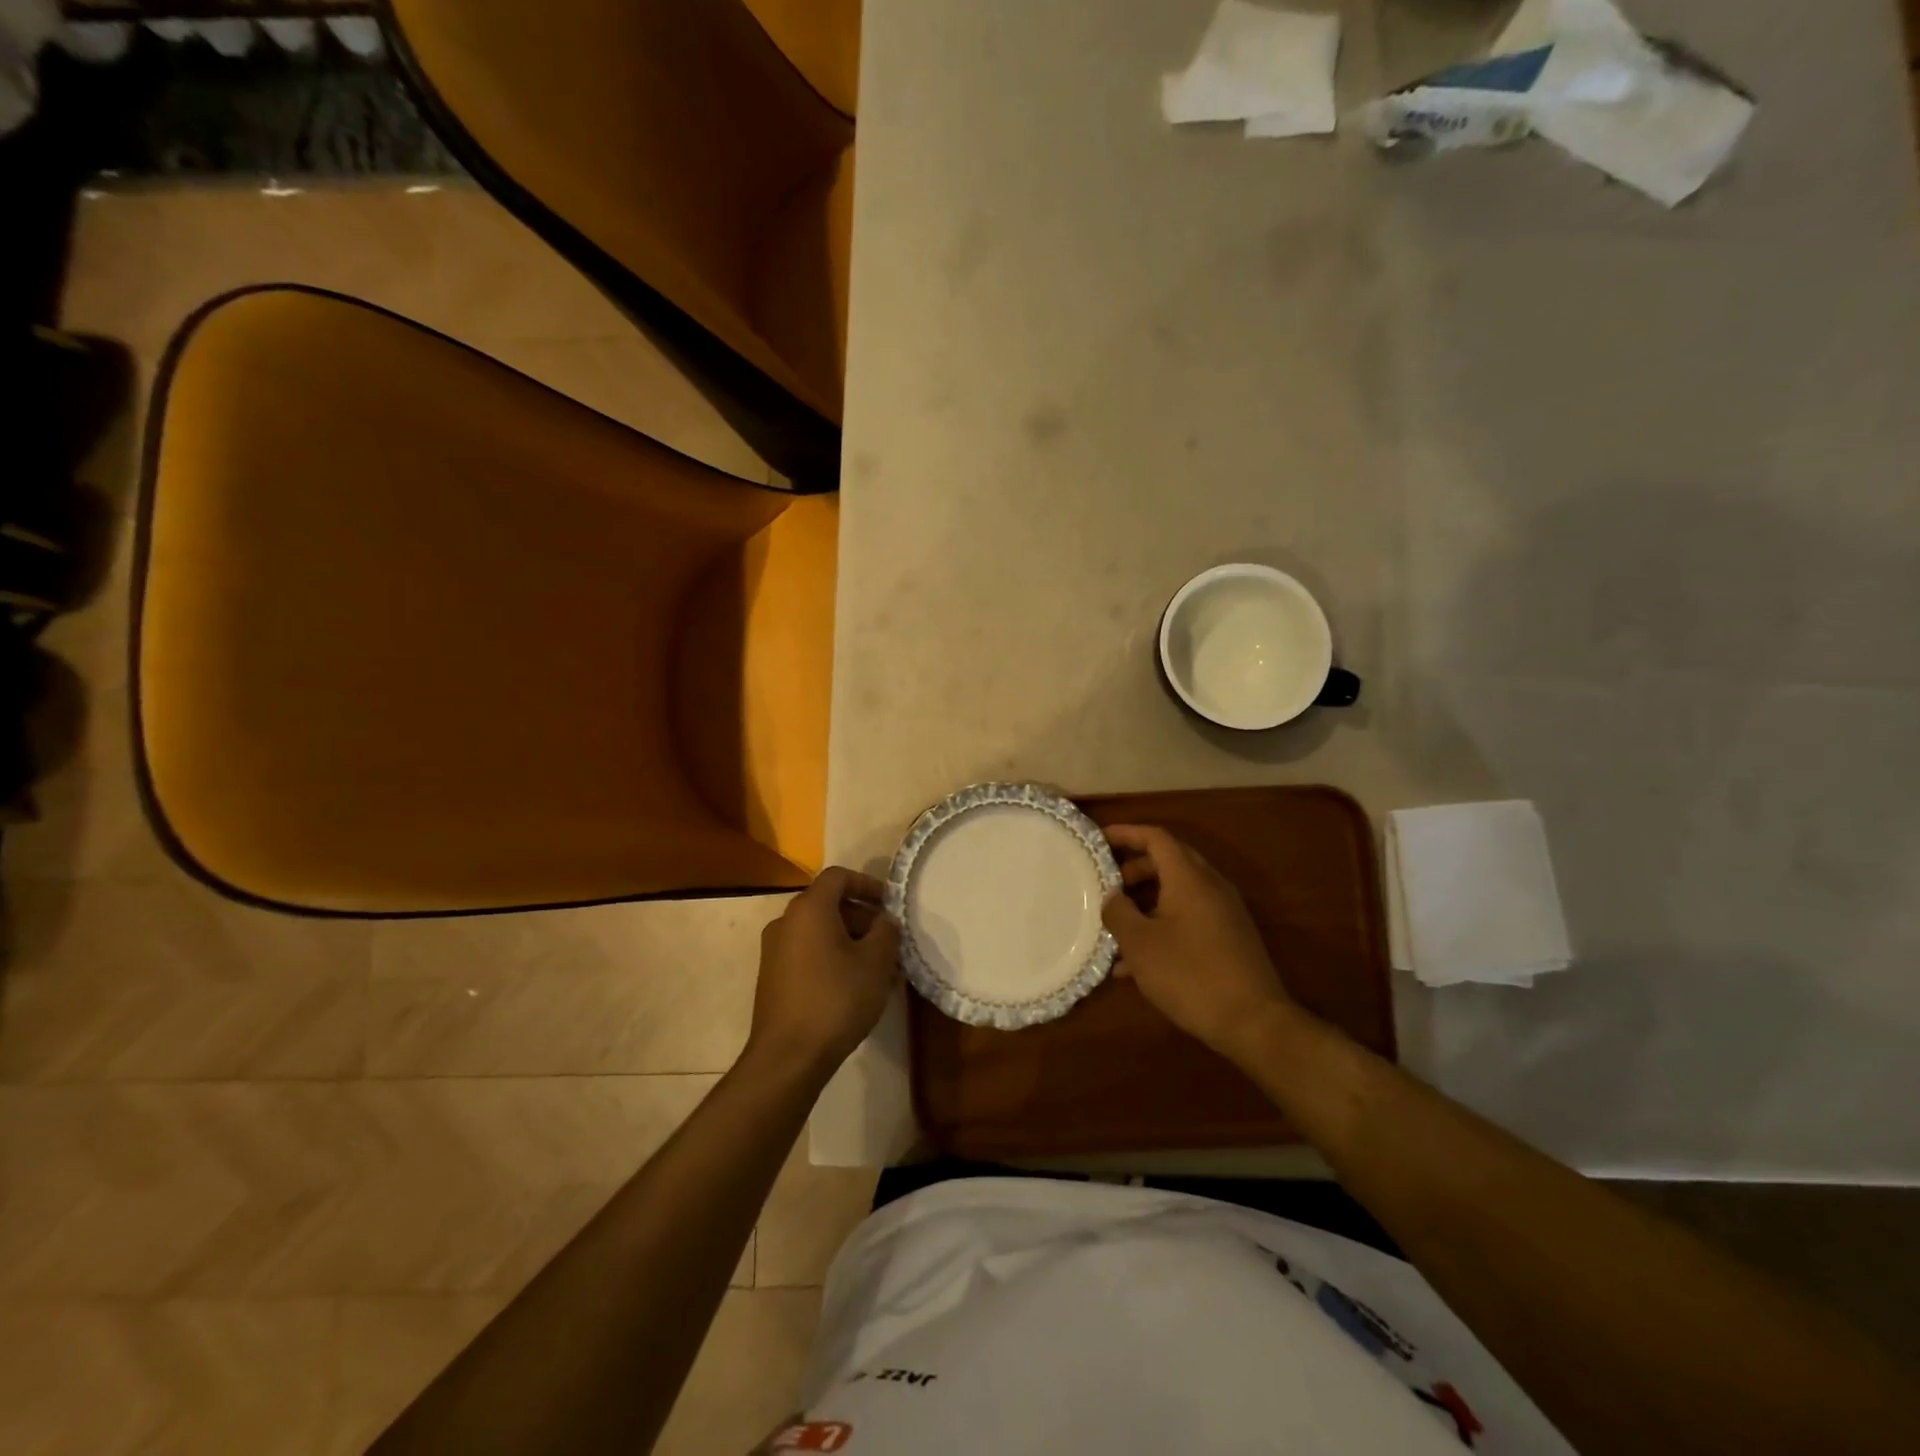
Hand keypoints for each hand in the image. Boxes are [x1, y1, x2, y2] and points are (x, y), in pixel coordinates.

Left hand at [746, 867, 901, 1080]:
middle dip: (863, 918)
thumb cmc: (836, 999)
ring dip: (850, 941)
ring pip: (819, 932)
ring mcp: (774, 951)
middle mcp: (786, 922)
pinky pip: (807, 953)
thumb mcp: (876, 962)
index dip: (868, 884)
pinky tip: (853, 987)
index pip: (839, 876)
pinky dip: (832, 958)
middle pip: (829, 904)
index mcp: (809, 908)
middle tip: (889, 943)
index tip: (890, 905)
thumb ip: (886, 931)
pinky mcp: (772, 977)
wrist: (788, 1057)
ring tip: (878, 970)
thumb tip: (884, 921)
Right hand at [1101, 825, 1294, 1064]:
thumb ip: (1118, 912)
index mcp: (1189, 877)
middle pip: (1169, 861)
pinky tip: (1135, 964)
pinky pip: (1189, 918)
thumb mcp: (1140, 944)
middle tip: (1107, 884)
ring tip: (1115, 928)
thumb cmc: (1190, 975)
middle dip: (1134, 869)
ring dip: (1146, 902)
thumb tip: (1112, 896)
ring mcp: (1224, 913)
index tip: (1100, 841)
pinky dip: (1162, 925)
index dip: (1126, 833)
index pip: (1156, 837)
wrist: (1254, 1022)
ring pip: (1178, 892)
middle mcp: (1210, 886)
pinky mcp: (1229, 938)